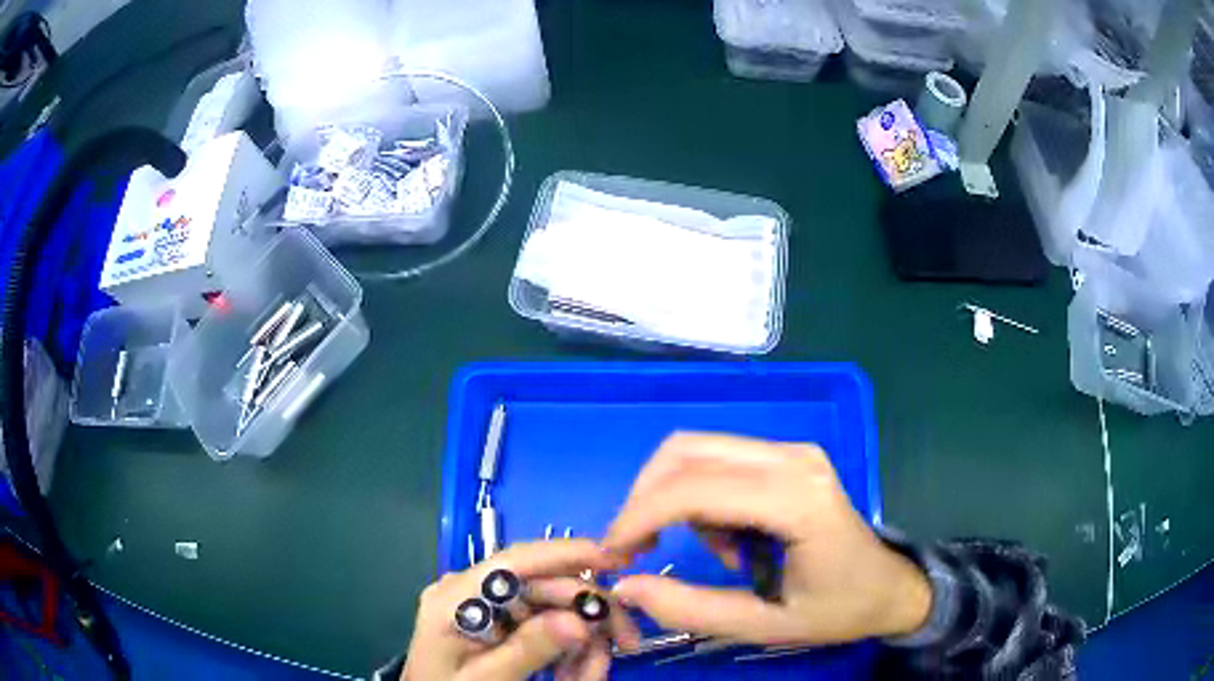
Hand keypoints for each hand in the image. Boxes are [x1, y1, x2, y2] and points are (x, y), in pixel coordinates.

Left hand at [401, 540, 640, 680]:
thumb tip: (580, 620)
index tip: (617, 559)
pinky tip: (574, 672)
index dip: (567, 554)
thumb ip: (527, 650)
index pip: (516, 561)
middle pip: (544, 586)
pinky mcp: (501, 625)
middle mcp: (473, 592)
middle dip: (588, 613)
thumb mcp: (485, 679)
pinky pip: (546, 627)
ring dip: (582, 639)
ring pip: (553, 608)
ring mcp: (488, 608)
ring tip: (591, 673)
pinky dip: (568, 648)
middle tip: (626, 642)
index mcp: (456, 596)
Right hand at [602, 433, 931, 646]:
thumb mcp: (765, 625)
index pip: (695, 488)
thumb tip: (624, 588)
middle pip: (687, 452)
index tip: (611, 554)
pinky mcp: (788, 457)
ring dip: (675, 500)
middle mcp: (792, 458)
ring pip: (698, 452)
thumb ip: (692, 610)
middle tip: (634, 550)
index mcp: (797, 499)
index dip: (638, 516)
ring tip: (713, 554)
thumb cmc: (839, 609)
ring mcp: (792, 451)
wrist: (891, 586)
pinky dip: (701, 499)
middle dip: (645, 499)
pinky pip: (719, 462)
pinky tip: (731, 539)